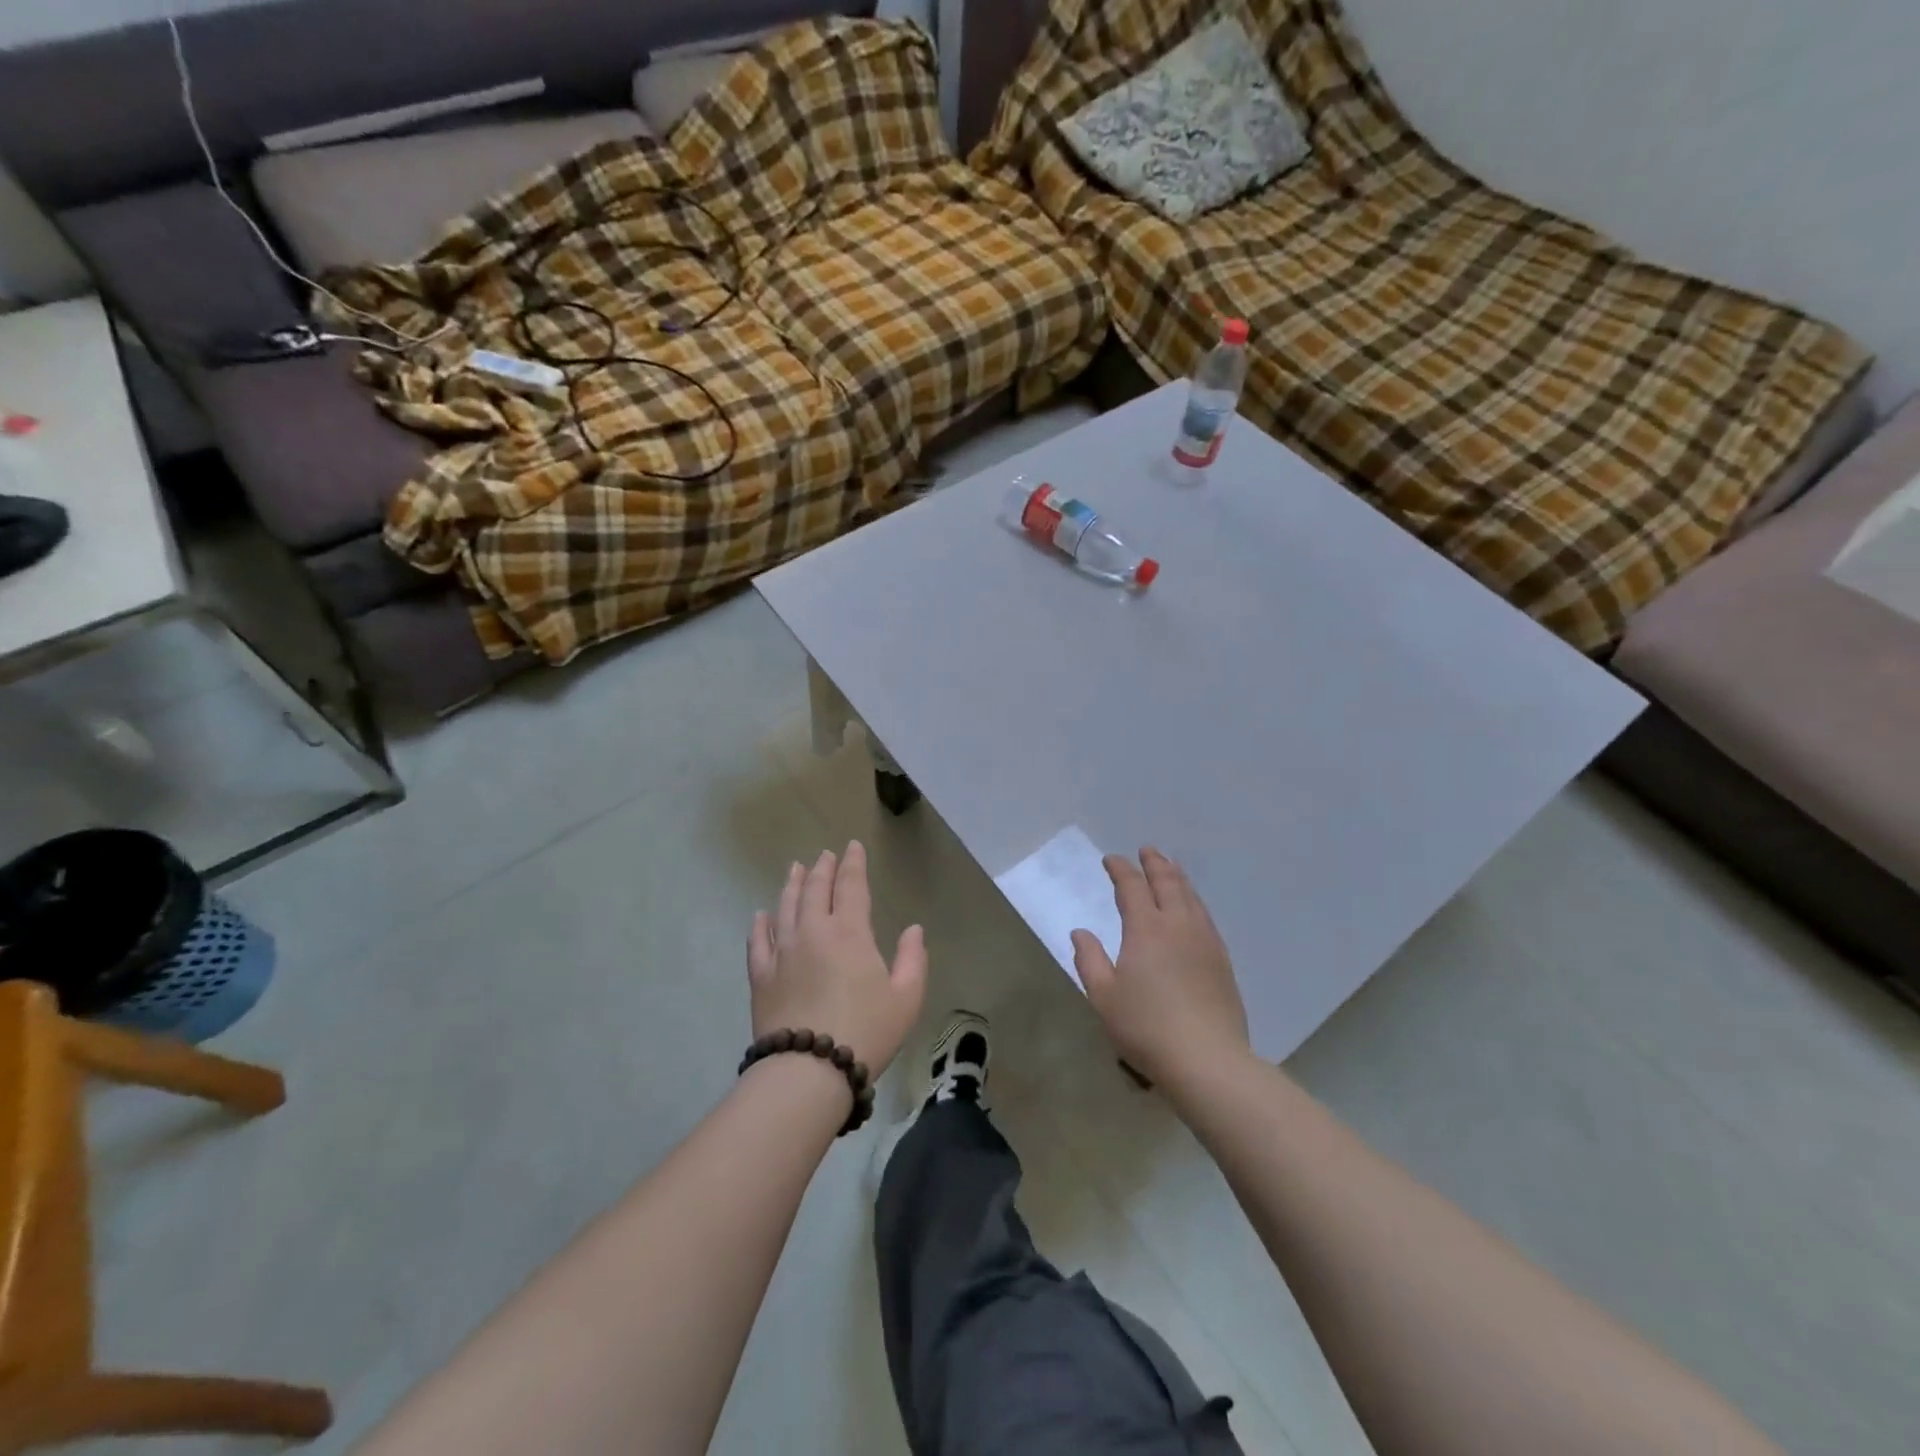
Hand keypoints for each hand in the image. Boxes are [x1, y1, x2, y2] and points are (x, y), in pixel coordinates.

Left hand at [747, 842, 927, 1077]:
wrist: (808, 1071)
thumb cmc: (866, 1032)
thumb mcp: (906, 998)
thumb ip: (913, 959)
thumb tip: (914, 929)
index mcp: (850, 933)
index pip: (851, 886)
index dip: (853, 864)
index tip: (852, 846)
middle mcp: (813, 932)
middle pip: (814, 890)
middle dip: (822, 869)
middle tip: (825, 854)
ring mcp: (782, 952)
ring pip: (785, 907)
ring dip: (792, 884)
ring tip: (795, 868)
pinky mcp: (761, 976)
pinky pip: (758, 941)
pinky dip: (760, 924)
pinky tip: (761, 914)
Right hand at [1072, 848, 1250, 1086]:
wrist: (1207, 1059)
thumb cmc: (1146, 1027)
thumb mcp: (1104, 997)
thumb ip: (1090, 960)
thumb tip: (1080, 932)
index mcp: (1146, 929)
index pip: (1132, 888)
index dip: (1121, 870)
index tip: (1111, 860)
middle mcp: (1178, 926)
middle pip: (1168, 883)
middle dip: (1155, 864)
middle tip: (1147, 851)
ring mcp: (1205, 941)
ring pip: (1191, 897)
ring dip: (1178, 878)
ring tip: (1171, 868)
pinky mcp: (1222, 960)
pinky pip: (1205, 916)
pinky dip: (1194, 901)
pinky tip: (1193, 908)